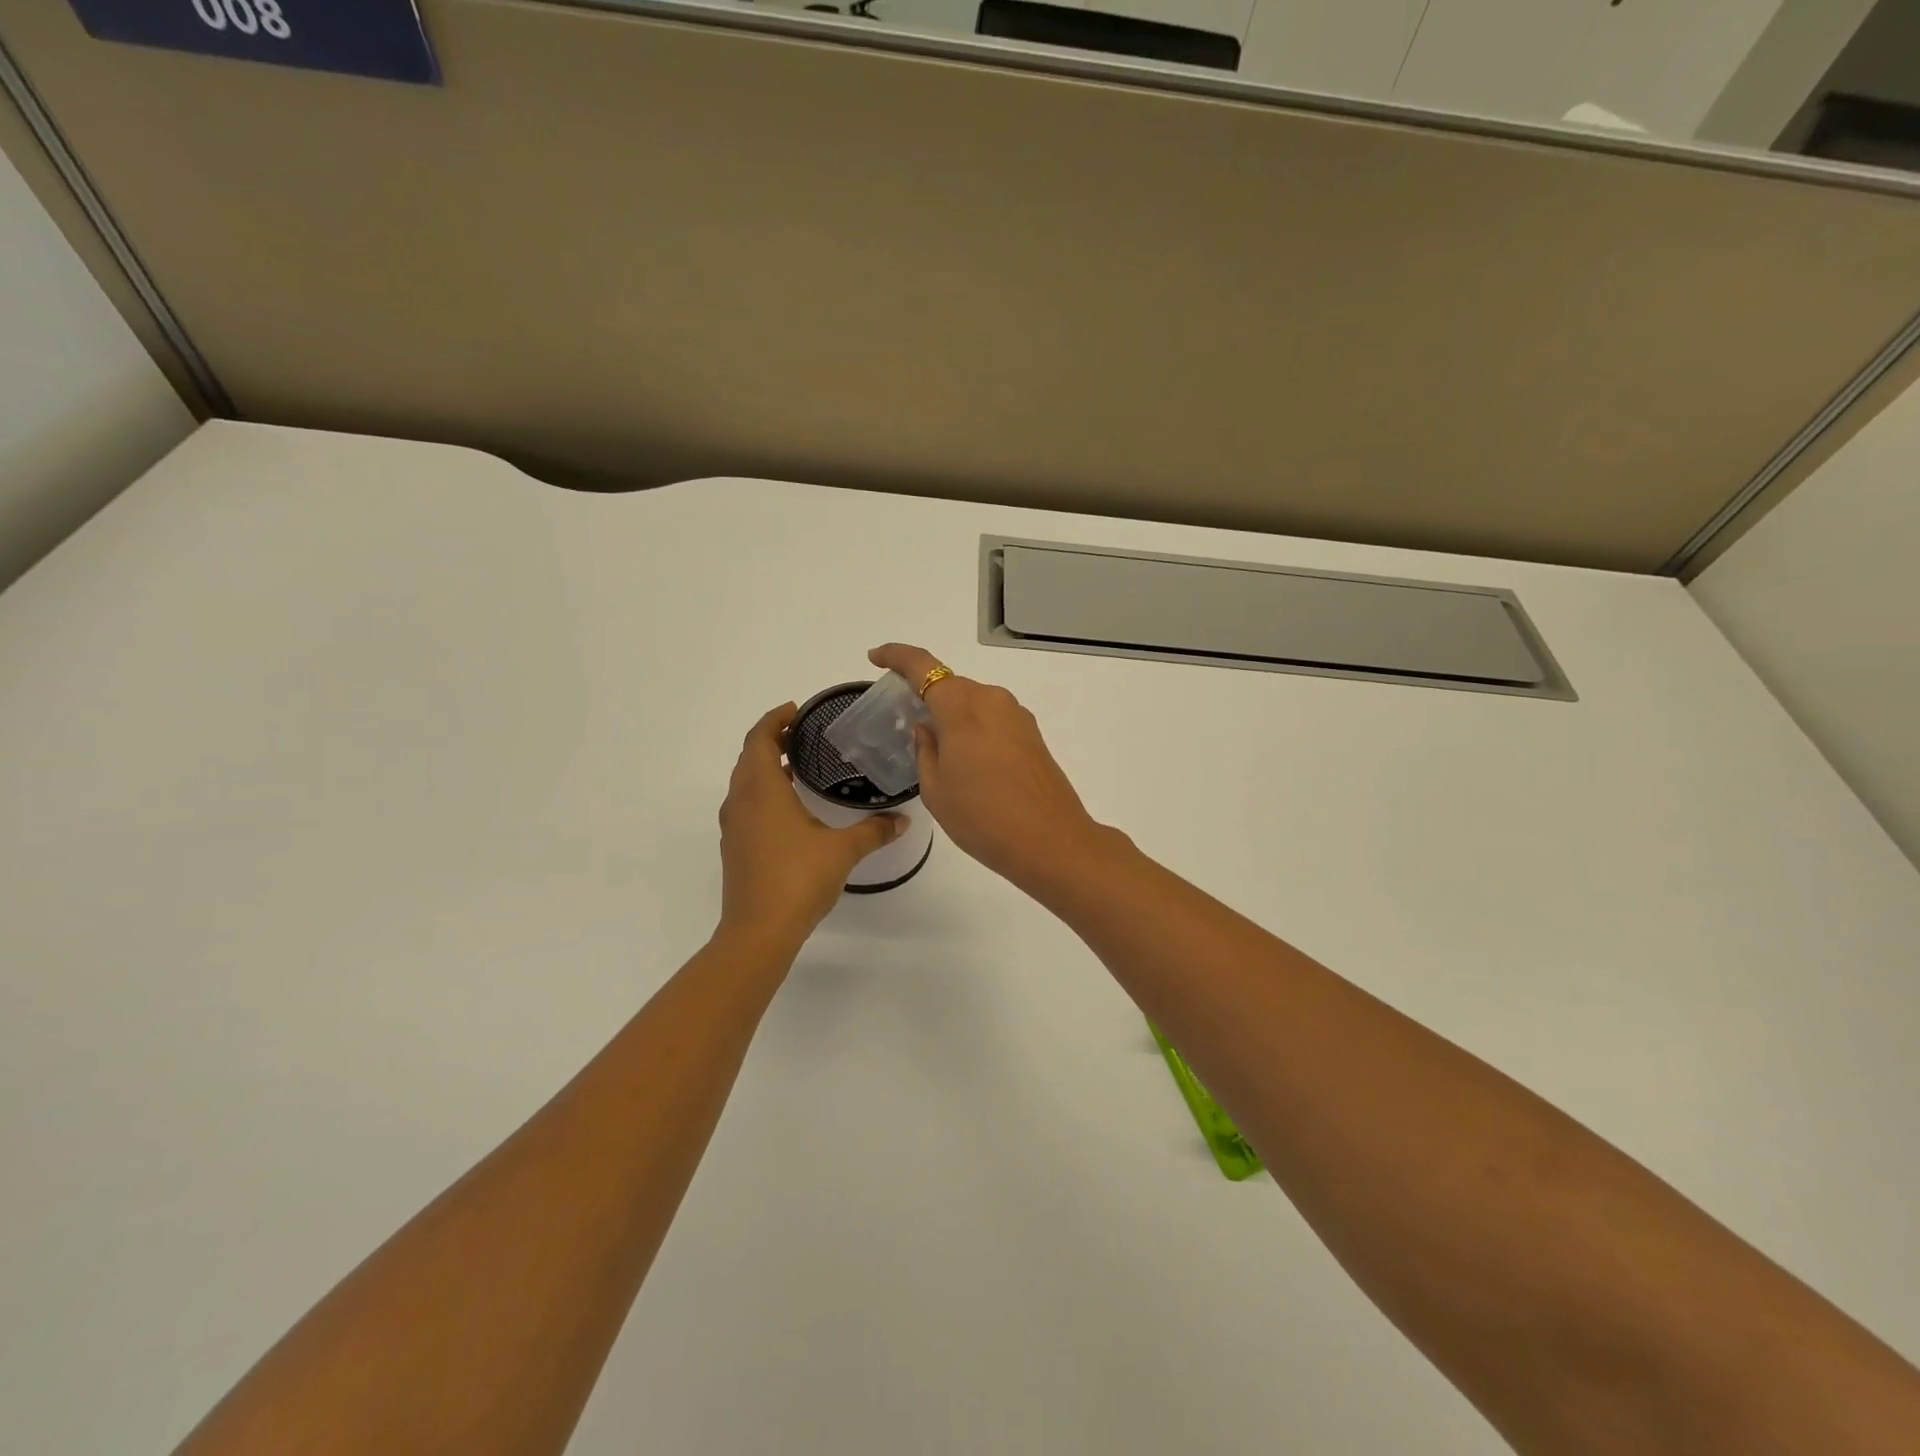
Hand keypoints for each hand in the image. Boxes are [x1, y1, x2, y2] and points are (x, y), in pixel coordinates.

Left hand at [718, 704, 905, 941]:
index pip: (759, 739)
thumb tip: (903, 820)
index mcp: (762, 790)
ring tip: (798, 764)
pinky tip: (789, 806)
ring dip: (765, 766)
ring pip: (744, 781)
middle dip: (771, 739)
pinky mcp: (735, 847)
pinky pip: (745, 804)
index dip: (774, 719)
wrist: (758, 931)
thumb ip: (874, 831)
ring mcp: (734, 826)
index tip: (796, 710)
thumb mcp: (842, 850)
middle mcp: (741, 801)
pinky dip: (763, 791)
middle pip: (749, 756)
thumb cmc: (798, 879)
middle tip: (802, 733)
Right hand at [867, 644, 1108, 891]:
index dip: (896, 656)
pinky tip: (969, 762)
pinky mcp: (1032, 734)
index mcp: (962, 707)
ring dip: (953, 716)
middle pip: (950, 685)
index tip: (875, 657)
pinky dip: (974, 729)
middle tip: (905, 722)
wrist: (1051, 841)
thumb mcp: (936, 789)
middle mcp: (991, 700)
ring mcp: (1017, 716)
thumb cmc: (982, 818)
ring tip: (938, 751)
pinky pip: (993, 719)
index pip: (923, 666)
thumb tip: (928, 728)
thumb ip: (925, 750)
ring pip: (973, 703)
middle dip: (926, 696)